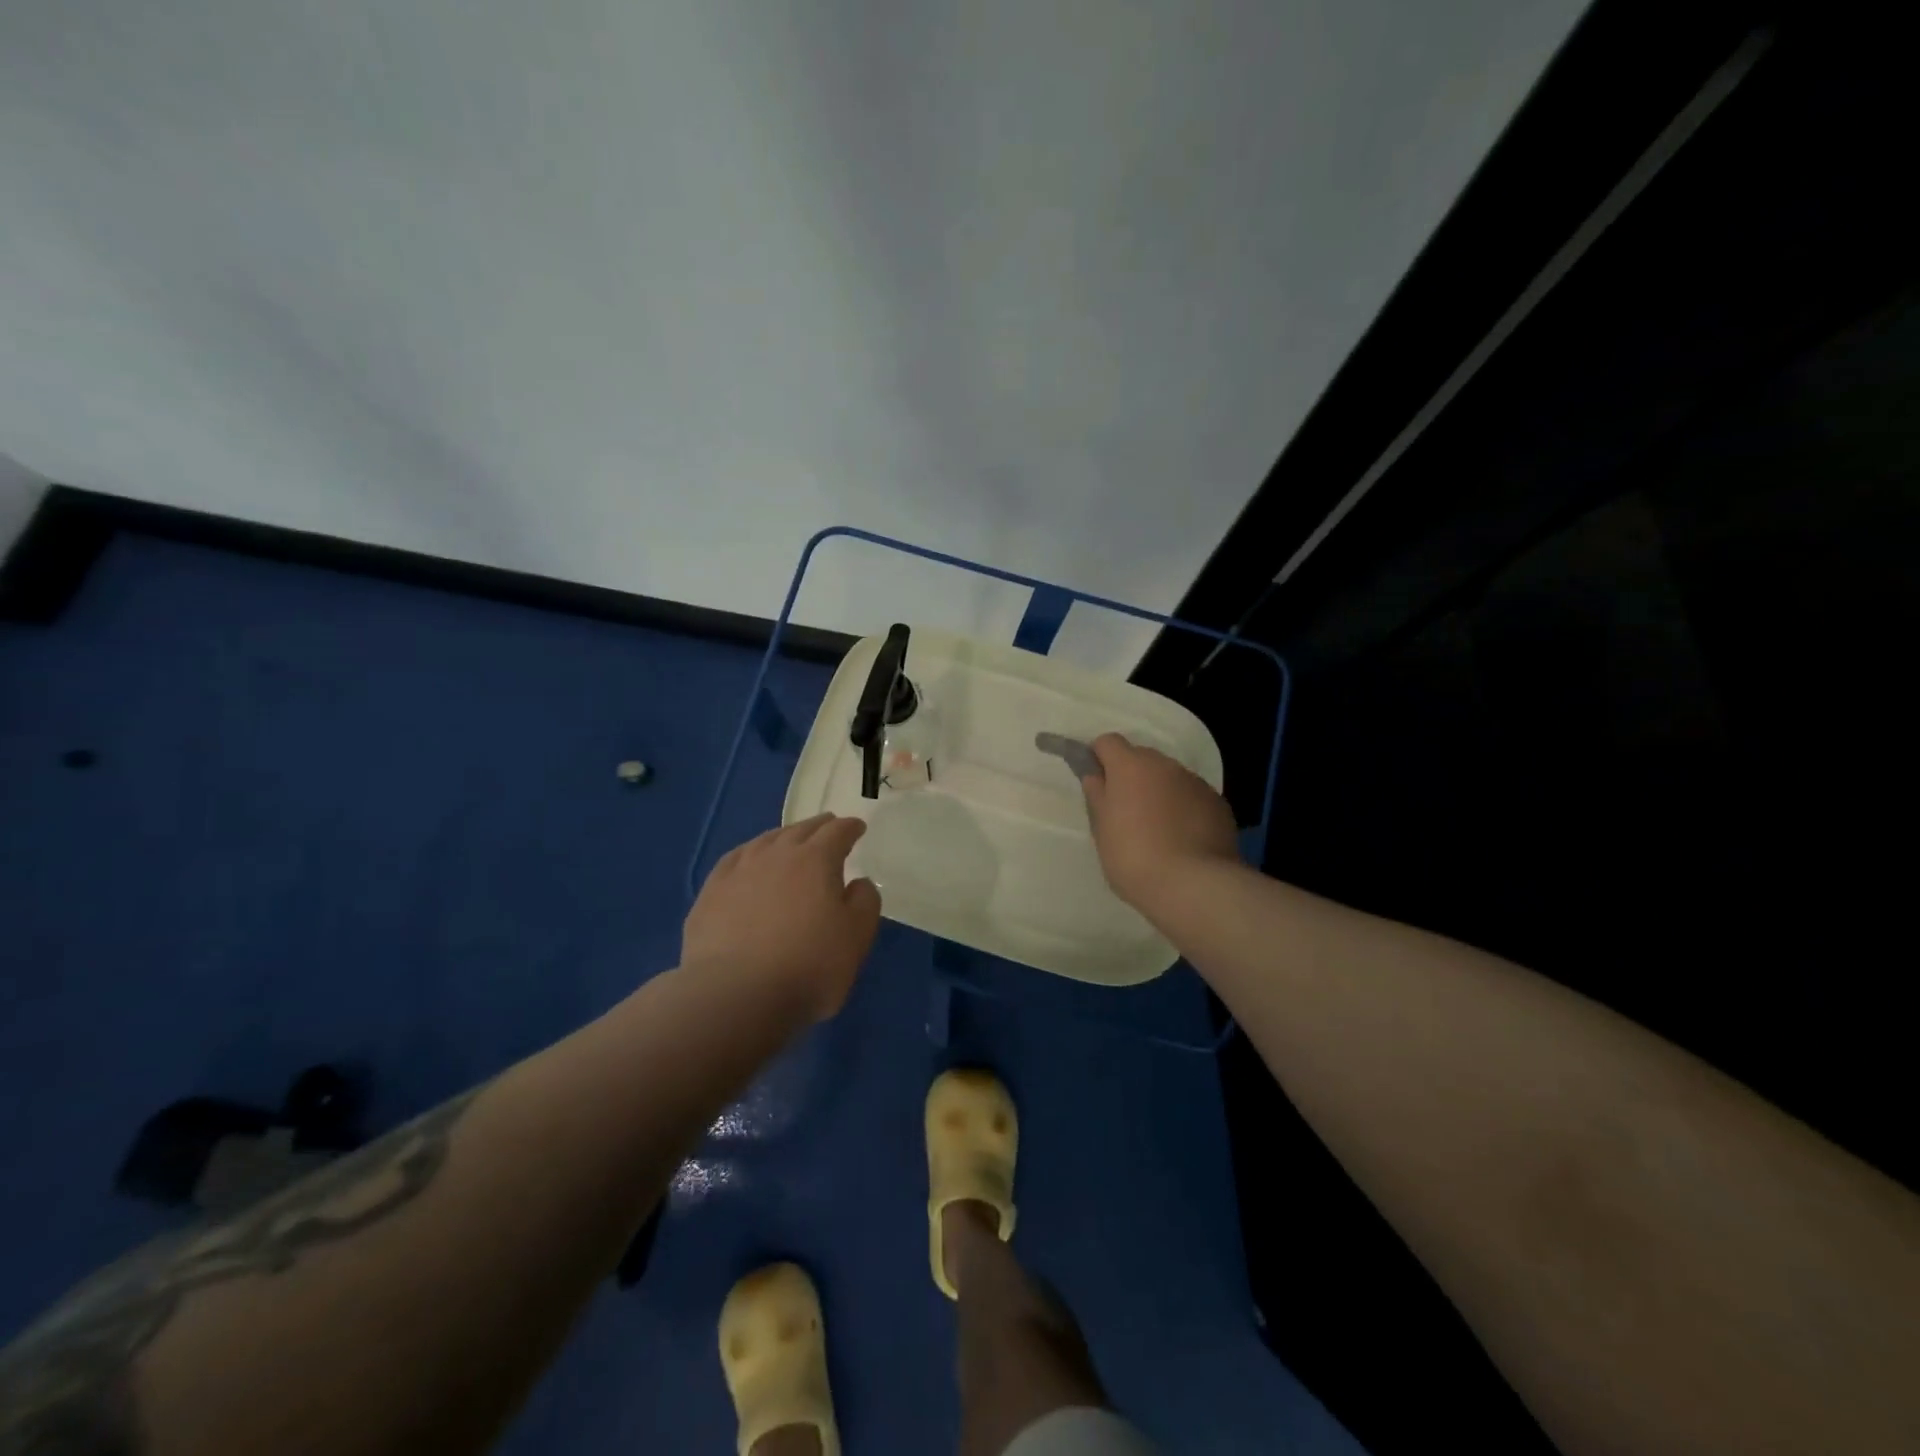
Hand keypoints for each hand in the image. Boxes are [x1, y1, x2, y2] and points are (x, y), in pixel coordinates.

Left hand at [682, 815, 881, 1021]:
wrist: (735, 994)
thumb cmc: (808, 965)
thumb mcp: (856, 936)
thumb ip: (864, 902)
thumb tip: (858, 882)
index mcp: (816, 859)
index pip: (837, 832)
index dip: (850, 828)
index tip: (857, 828)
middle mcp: (777, 854)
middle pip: (801, 830)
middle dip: (819, 827)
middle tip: (828, 827)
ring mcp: (739, 870)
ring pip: (766, 840)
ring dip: (784, 837)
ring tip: (790, 841)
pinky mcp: (711, 892)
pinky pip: (735, 860)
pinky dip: (749, 854)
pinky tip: (748, 862)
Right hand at [1081, 733, 1239, 909]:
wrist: (1193, 885)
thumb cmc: (1133, 857)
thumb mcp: (1102, 829)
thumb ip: (1097, 796)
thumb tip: (1095, 776)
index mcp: (1130, 766)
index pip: (1108, 742)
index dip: (1099, 758)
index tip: (1097, 782)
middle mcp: (1165, 765)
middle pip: (1141, 757)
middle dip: (1131, 776)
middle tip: (1125, 811)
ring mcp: (1196, 783)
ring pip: (1170, 777)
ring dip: (1159, 791)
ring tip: (1157, 829)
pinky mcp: (1218, 804)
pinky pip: (1193, 797)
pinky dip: (1184, 808)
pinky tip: (1182, 838)